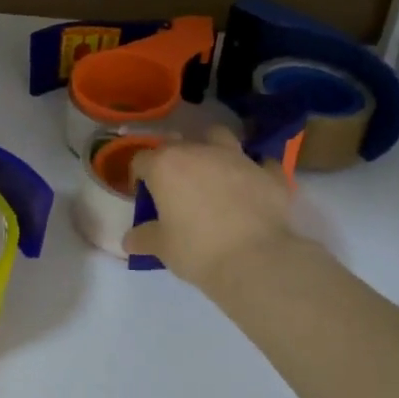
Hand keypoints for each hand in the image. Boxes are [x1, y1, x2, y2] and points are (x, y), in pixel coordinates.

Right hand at [122, 126, 297, 292]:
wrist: (255, 259)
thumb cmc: (197, 250)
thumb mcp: (163, 248)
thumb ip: (144, 238)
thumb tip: (129, 240)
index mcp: (167, 165)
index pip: (142, 159)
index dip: (139, 177)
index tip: (144, 197)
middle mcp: (200, 151)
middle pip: (179, 144)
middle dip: (174, 161)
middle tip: (177, 189)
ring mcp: (238, 158)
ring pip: (220, 138)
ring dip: (214, 150)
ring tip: (214, 174)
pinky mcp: (269, 173)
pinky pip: (261, 164)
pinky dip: (255, 172)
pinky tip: (254, 188)